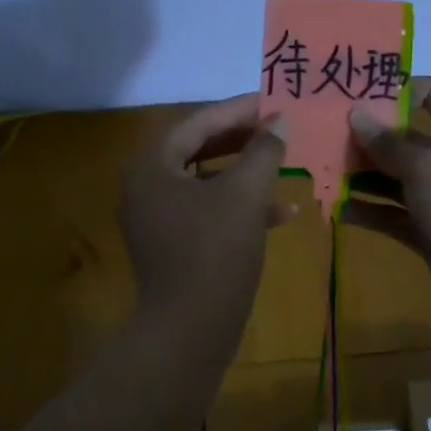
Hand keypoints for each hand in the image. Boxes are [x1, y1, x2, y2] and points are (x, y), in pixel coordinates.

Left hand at [120, 93, 292, 333]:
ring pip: (207, 182)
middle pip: (198, 149)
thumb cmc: (214, 250)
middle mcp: (146, 187)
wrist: (190, 330)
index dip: (237, 110)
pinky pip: (207, 212)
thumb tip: (280, 120)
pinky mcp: (173, 245)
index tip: (271, 100)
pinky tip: (283, 212)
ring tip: (284, 163)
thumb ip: (263, 151)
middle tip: (277, 127)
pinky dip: (240, 207)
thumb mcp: (245, 194)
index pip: (197, 123)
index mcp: (151, 166)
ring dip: (245, 173)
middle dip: (242, 140)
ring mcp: (157, 218)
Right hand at [344, 76, 430, 334]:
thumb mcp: (427, 169)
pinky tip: (338, 210)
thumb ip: (388, 144)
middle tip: (326, 135)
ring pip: (397, 179)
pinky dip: (370, 211)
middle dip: (369, 139)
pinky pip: (394, 214)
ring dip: (364, 176)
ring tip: (324, 171)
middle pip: (408, 140)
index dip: (397, 90)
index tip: (357, 95)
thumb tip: (356, 115)